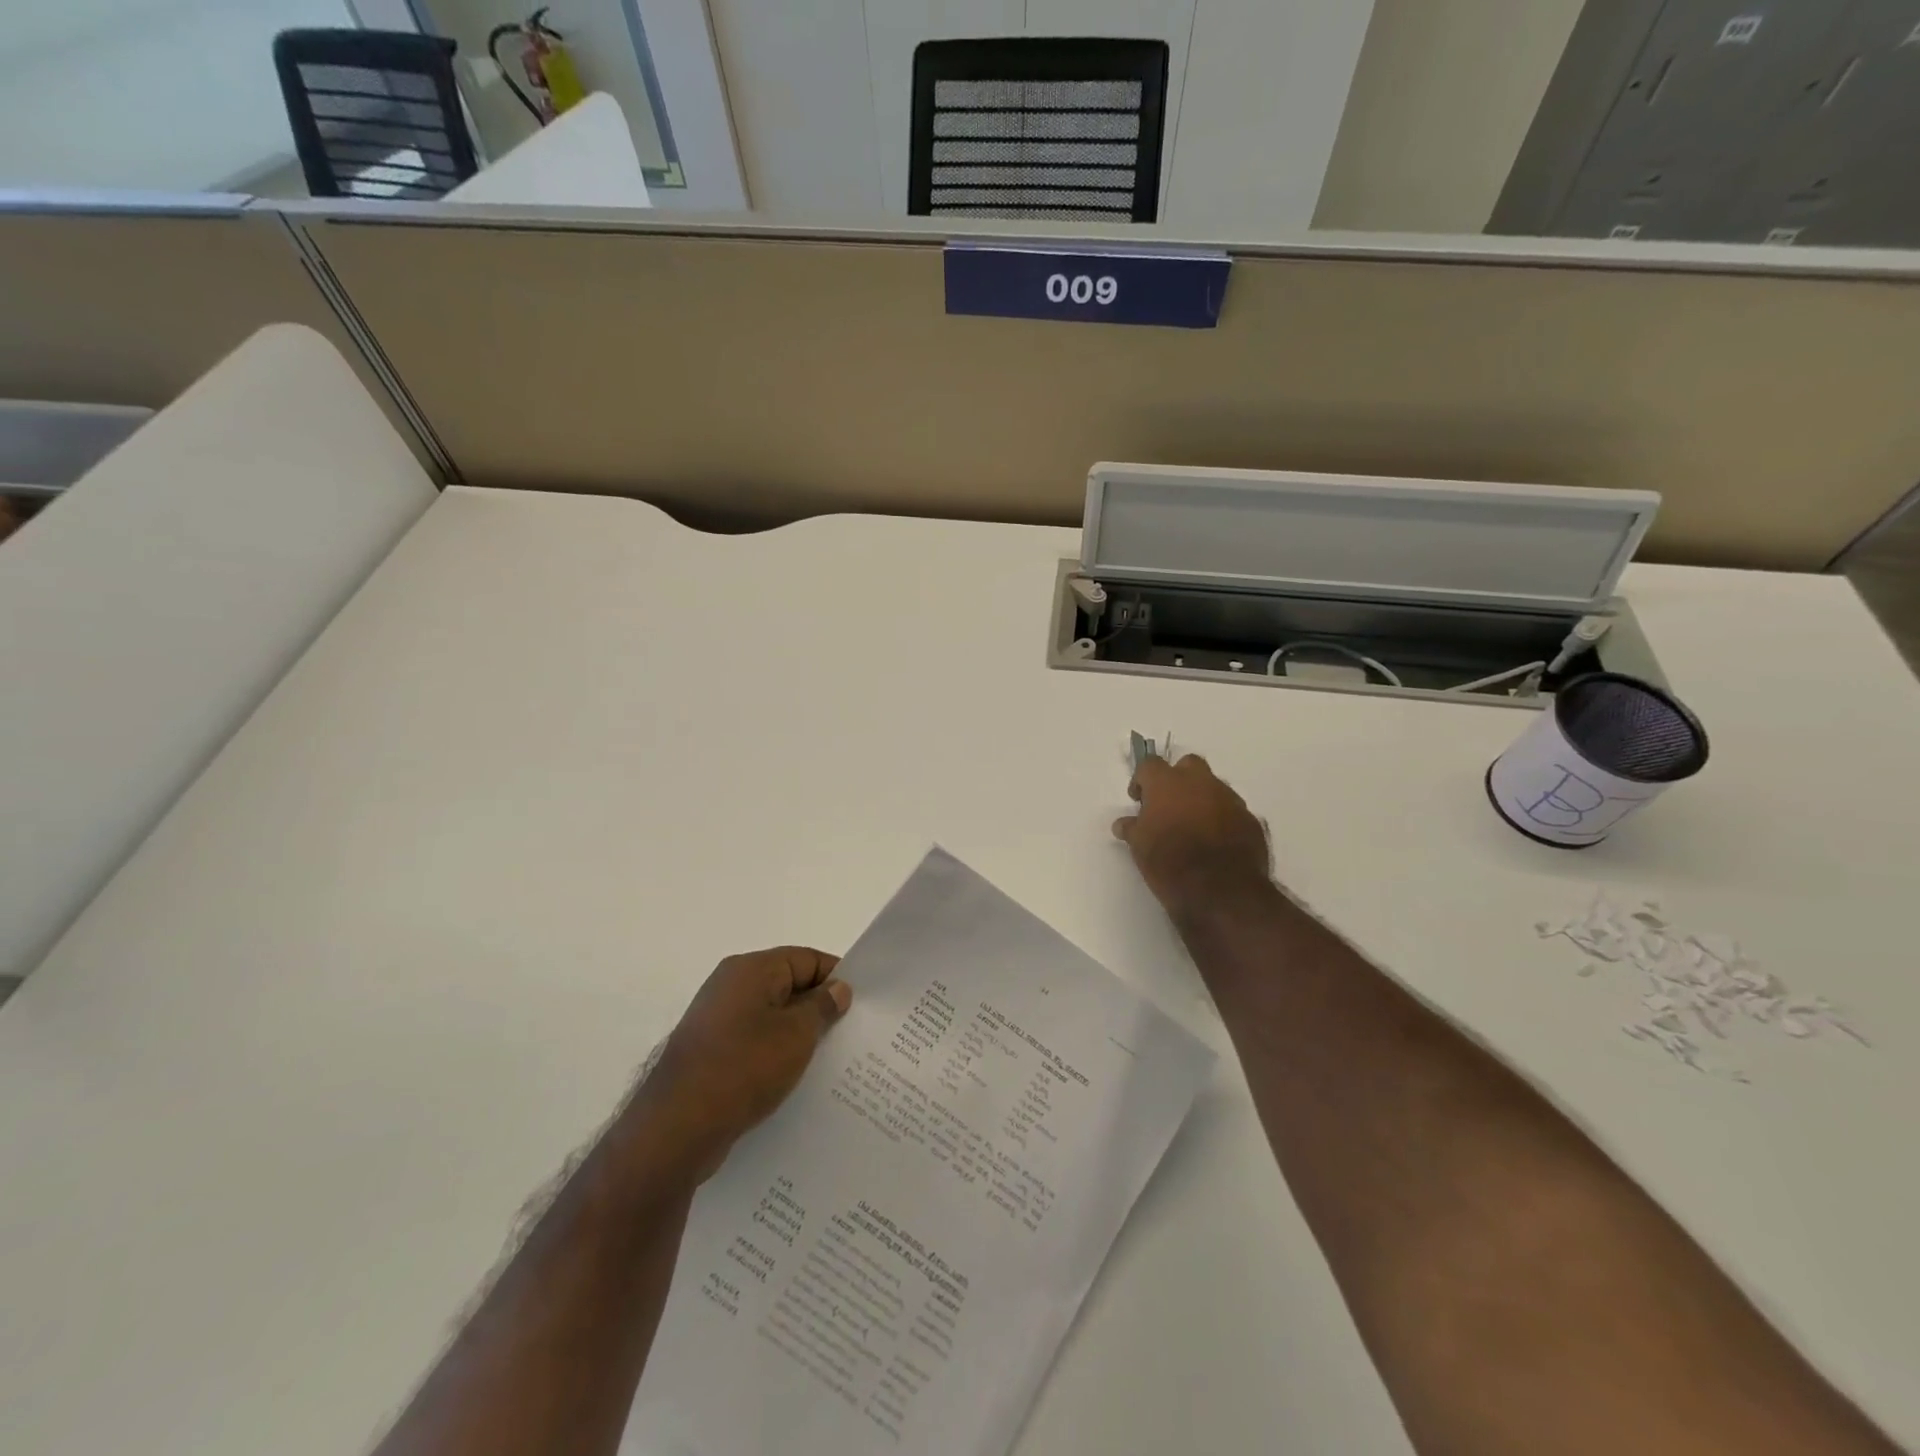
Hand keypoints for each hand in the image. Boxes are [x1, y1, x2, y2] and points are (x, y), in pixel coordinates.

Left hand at [636, 947, 851, 1179]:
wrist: (675, 1128)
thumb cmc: (743, 1068)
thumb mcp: (796, 1034)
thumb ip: (822, 1006)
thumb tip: (838, 989)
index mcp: (750, 970)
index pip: (805, 958)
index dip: (836, 977)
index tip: (862, 1003)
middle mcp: (730, 987)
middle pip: (788, 985)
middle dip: (819, 1008)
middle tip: (852, 1033)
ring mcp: (716, 1021)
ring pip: (771, 1017)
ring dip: (798, 1034)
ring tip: (830, 1059)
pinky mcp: (710, 1054)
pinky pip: (754, 1043)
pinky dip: (776, 1054)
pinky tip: (795, 1080)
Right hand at [1113, 754, 1273, 919]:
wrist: (1221, 889)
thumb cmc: (1169, 862)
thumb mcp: (1140, 847)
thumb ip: (1133, 828)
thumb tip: (1123, 824)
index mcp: (1167, 783)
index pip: (1150, 765)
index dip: (1142, 780)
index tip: (1138, 799)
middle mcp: (1201, 782)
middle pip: (1188, 765)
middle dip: (1178, 779)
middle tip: (1169, 805)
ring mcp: (1230, 799)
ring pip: (1214, 787)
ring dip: (1202, 800)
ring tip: (1194, 827)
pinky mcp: (1251, 820)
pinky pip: (1232, 811)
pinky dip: (1222, 819)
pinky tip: (1216, 842)